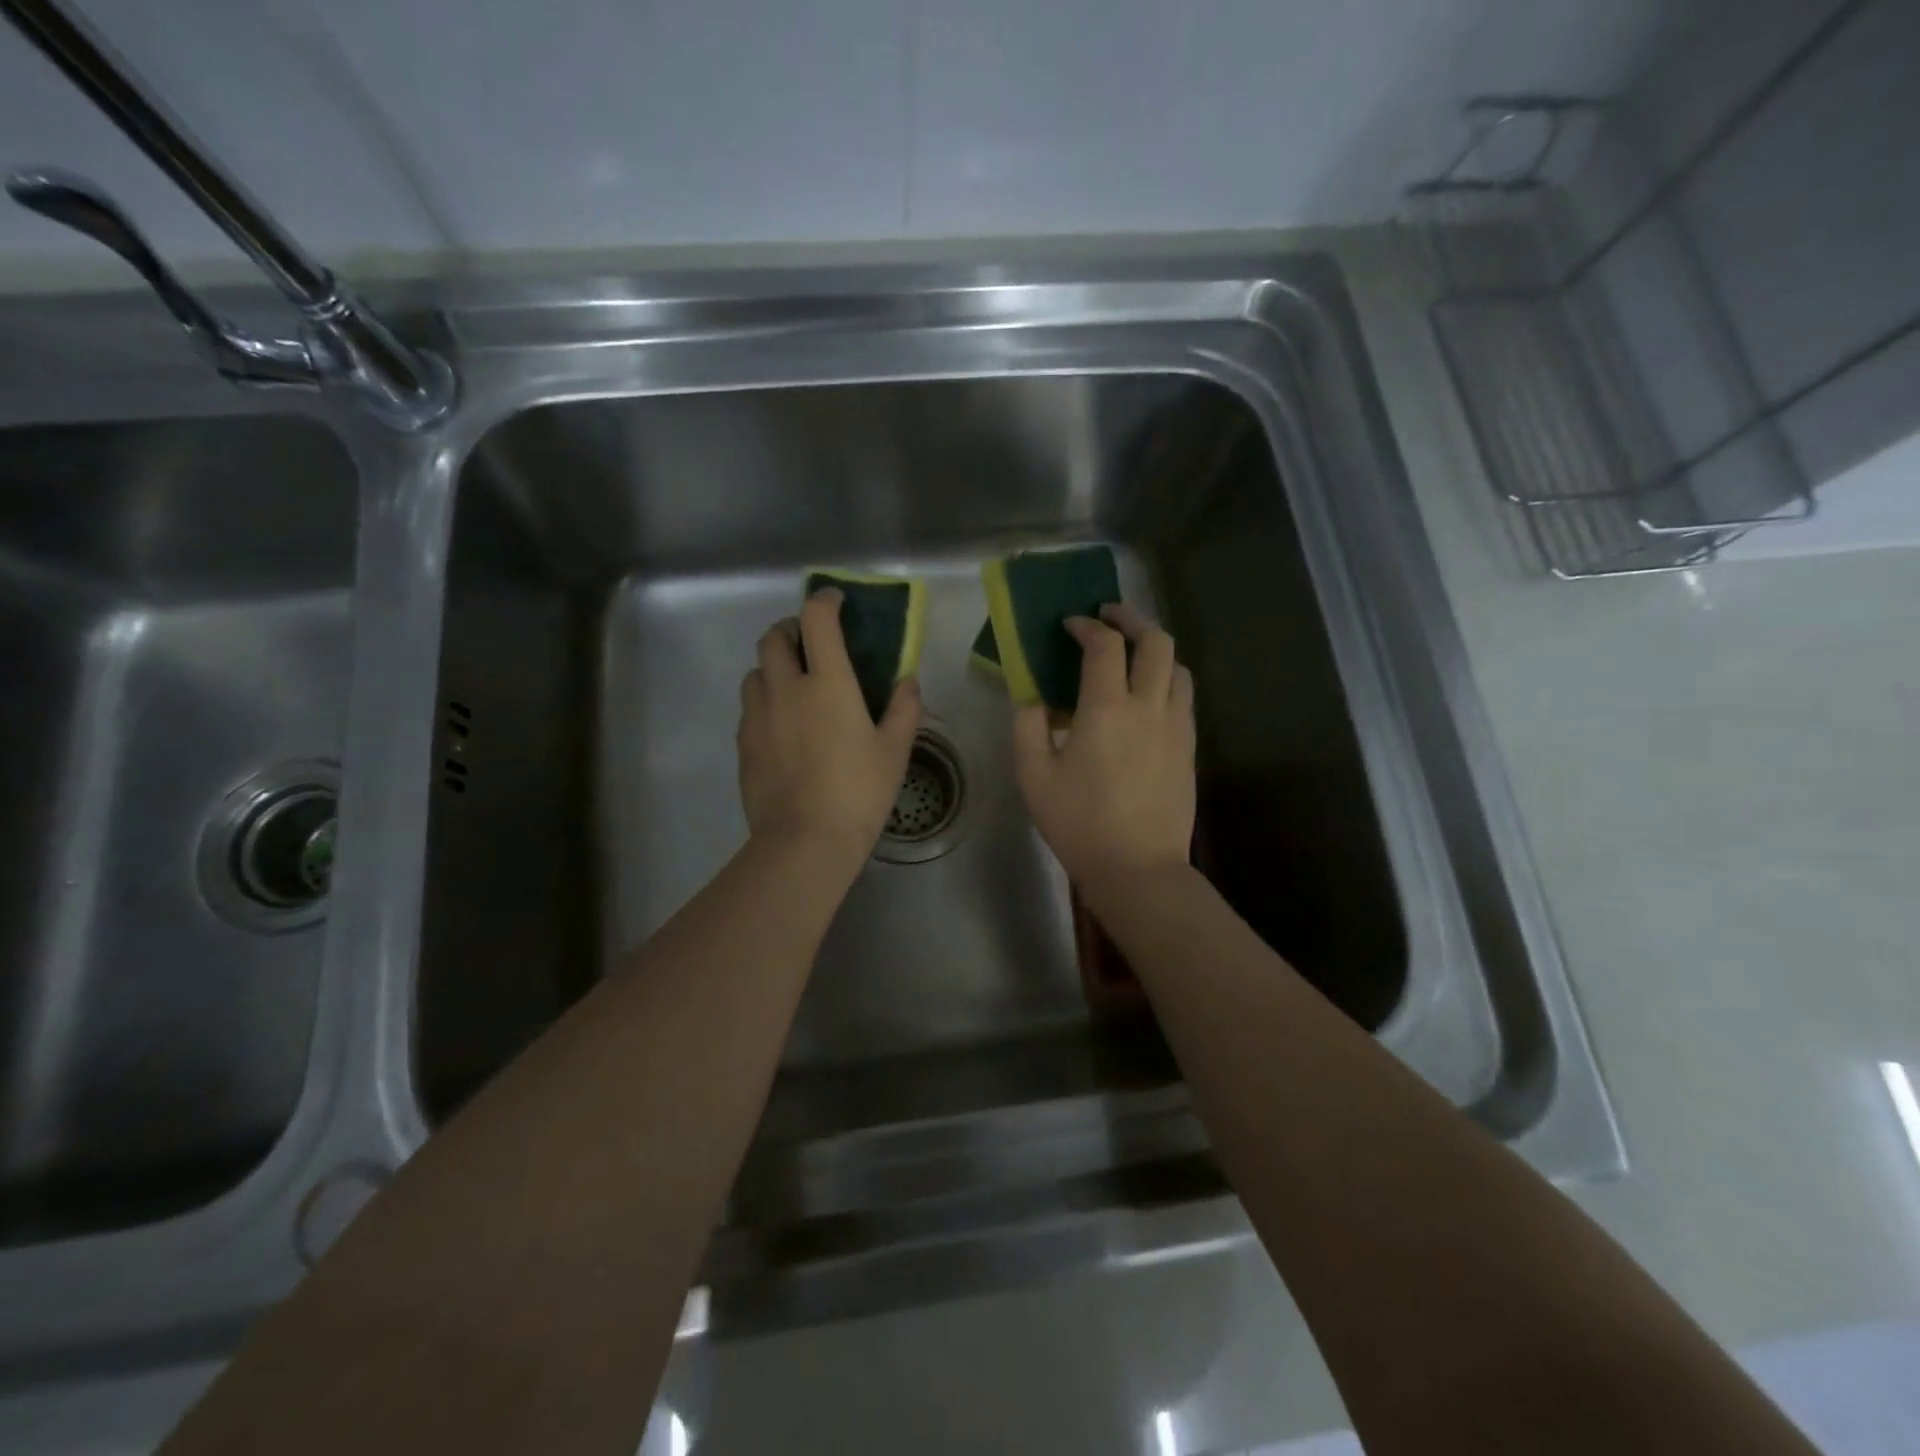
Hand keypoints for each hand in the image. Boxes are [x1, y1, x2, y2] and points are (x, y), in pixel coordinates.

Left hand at [738, 588, 922, 871]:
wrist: (804, 842)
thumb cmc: (859, 792)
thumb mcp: (895, 751)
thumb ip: (904, 708)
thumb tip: (907, 680)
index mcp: (827, 683)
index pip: (817, 619)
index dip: (825, 600)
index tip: (836, 601)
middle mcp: (785, 688)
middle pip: (773, 637)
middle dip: (791, 630)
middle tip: (812, 646)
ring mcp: (757, 716)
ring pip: (755, 672)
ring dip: (773, 667)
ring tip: (794, 687)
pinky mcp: (743, 743)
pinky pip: (750, 707)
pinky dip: (765, 702)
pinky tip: (783, 727)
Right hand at [1012, 604, 1195, 893]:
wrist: (1138, 867)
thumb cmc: (1079, 822)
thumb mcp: (1033, 776)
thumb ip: (1027, 726)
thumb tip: (1033, 698)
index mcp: (1107, 708)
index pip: (1105, 645)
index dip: (1087, 627)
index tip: (1071, 625)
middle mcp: (1149, 706)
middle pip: (1156, 641)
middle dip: (1132, 619)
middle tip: (1109, 618)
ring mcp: (1176, 726)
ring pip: (1179, 666)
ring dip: (1156, 649)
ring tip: (1133, 655)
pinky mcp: (1189, 748)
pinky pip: (1184, 697)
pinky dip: (1168, 679)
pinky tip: (1148, 696)